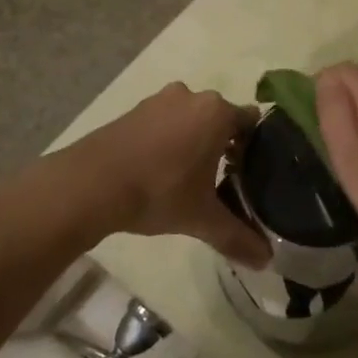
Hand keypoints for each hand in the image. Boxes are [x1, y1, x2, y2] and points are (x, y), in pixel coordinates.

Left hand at [68, 83, 268, 266]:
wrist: (90, 184)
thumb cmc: (157, 192)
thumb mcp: (201, 218)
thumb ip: (237, 236)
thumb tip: (267, 261)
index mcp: (217, 112)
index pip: (252, 122)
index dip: (256, 148)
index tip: (250, 174)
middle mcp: (192, 96)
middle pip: (222, 118)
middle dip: (225, 145)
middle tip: (224, 180)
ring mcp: (160, 100)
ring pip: (191, 118)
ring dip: (195, 141)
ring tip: (191, 177)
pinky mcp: (134, 109)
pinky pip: (165, 120)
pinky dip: (169, 139)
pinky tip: (161, 170)